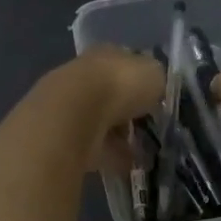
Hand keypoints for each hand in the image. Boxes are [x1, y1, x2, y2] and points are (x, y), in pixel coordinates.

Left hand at [49, 45, 163, 169]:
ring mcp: (72, 106)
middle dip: (129, 113)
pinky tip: (126, 165)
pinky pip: (94, 146)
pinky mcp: (64, 135)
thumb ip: (156, 81)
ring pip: (102, 122)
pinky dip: (110, 155)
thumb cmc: (120, 86)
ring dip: (120, 137)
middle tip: (149, 130)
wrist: (76, 115)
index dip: (142, 83)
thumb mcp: (154, 74)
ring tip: (141, 153)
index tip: (156, 102)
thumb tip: (154, 90)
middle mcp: (86, 76)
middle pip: (113, 96)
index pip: (127, 65)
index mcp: (106, 55)